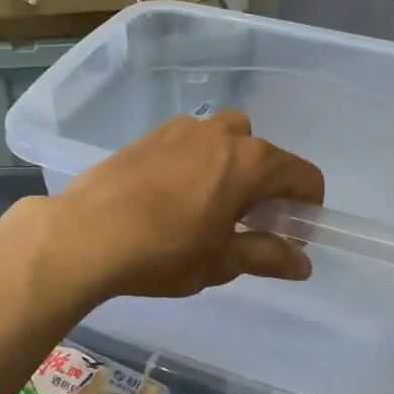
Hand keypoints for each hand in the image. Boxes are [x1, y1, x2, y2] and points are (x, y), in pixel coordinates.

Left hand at [49, 111, 324, 299]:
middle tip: (248, 224)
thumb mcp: (221, 261)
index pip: (303, 174)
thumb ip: (267, 255)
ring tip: (209, 207)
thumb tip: (303, 263)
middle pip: (263, 153)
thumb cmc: (164, 251)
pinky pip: (189, 143)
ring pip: (224, 141)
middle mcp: (221, 134)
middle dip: (267, 185)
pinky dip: (197, 163)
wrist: (86, 233)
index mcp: (249, 161)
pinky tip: (172, 197)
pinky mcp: (149, 136)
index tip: (290, 235)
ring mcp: (181, 130)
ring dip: (231, 167)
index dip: (307, 206)